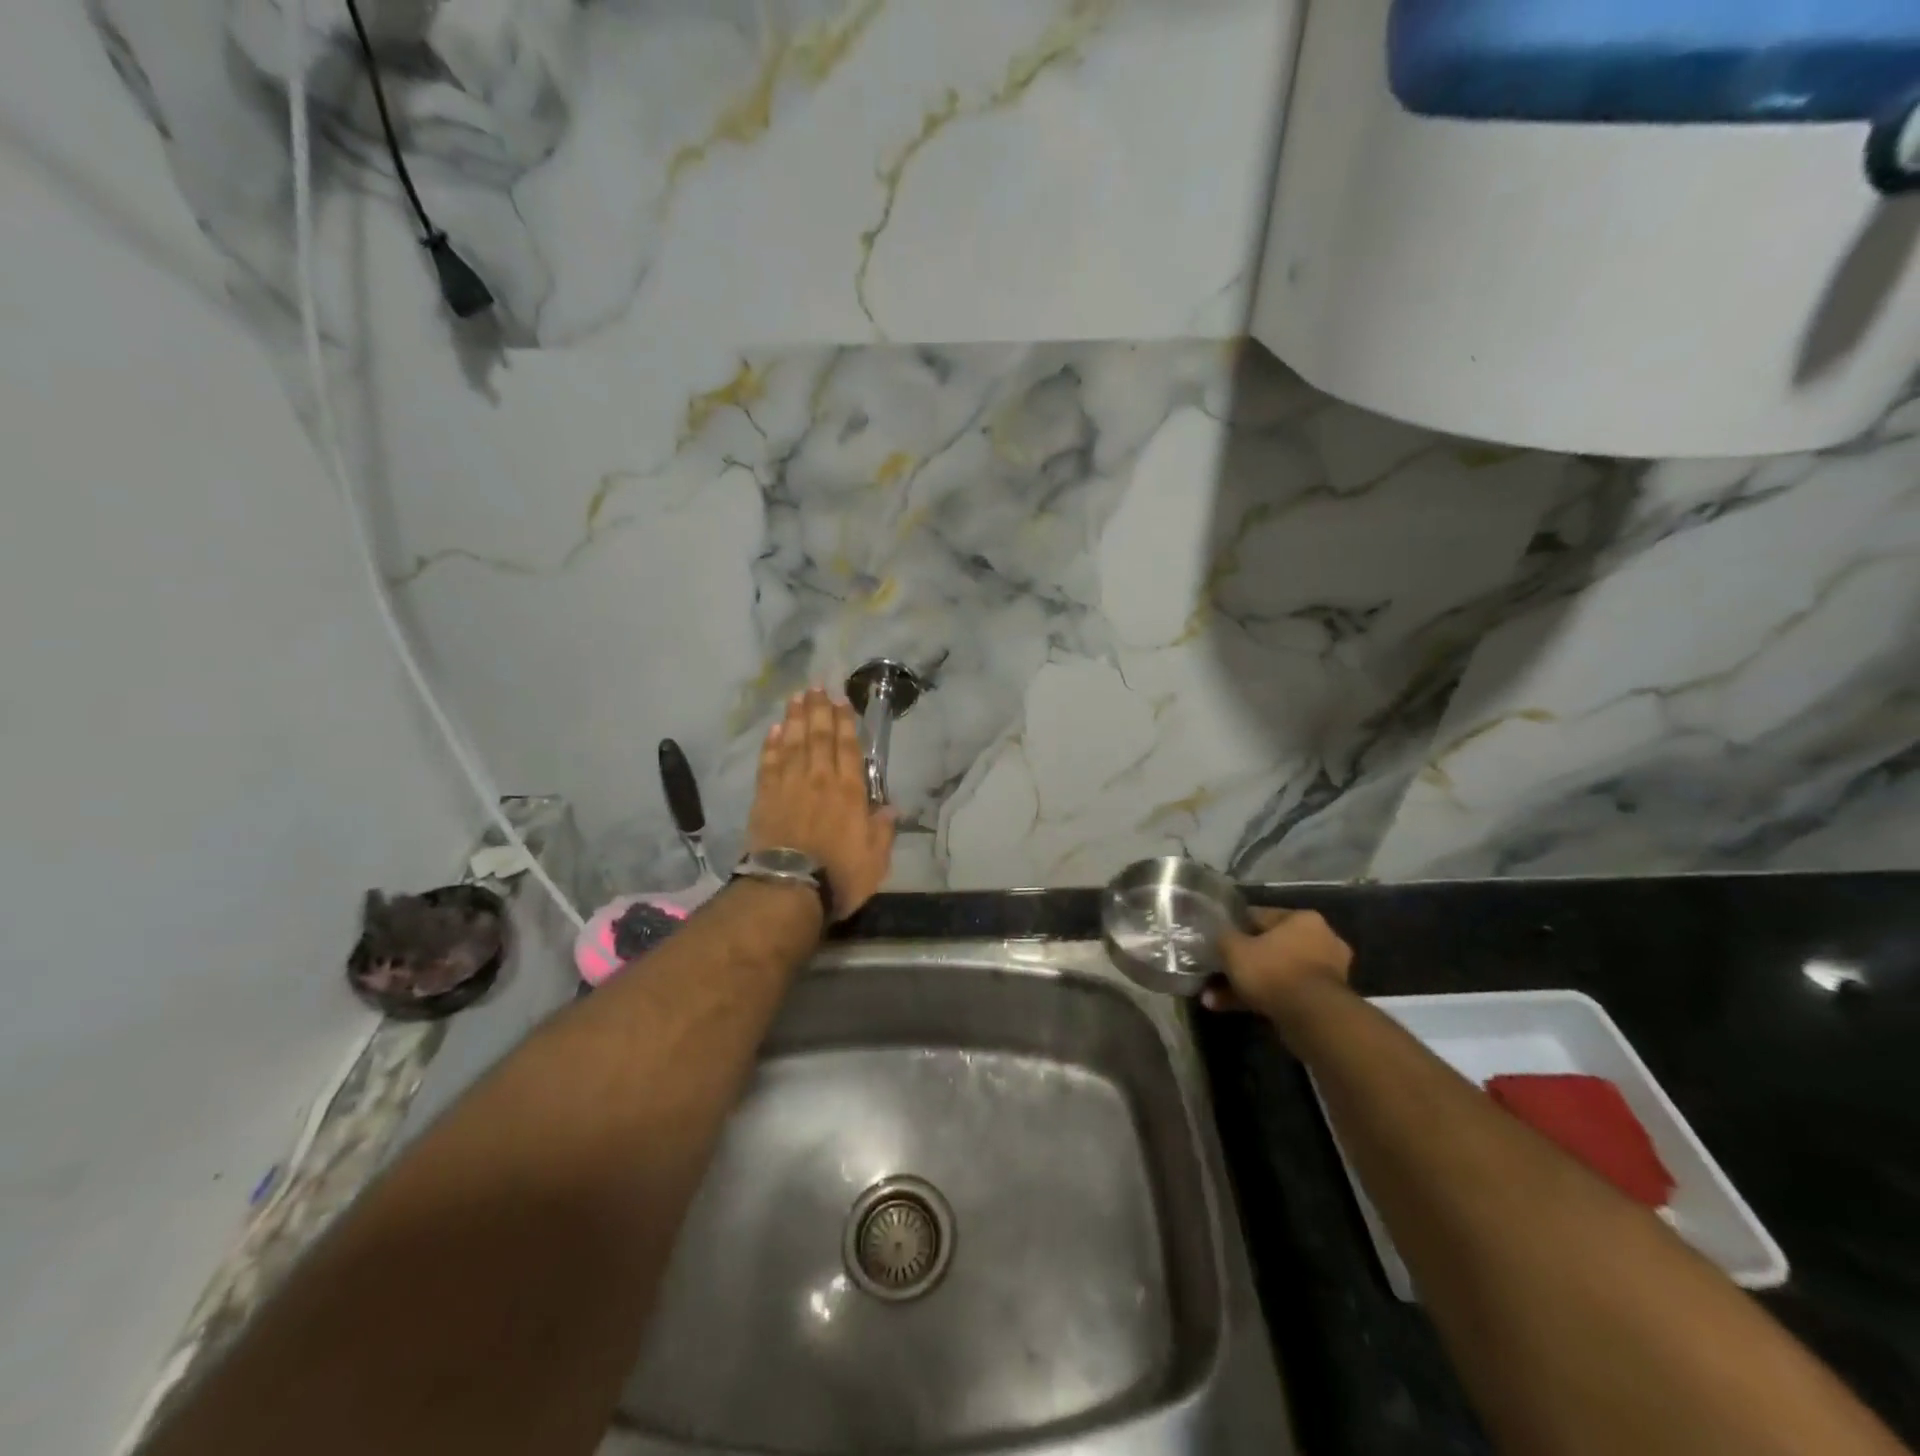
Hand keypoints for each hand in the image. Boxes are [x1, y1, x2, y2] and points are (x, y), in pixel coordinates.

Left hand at [745, 689, 895, 920]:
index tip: (841, 700)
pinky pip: (769, 763)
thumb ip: (883, 830)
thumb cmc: (839, 876)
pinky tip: (774, 730)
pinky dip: (772, 745)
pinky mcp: (765, 798)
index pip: (848, 747)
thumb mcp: (875, 859)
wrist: (788, 890)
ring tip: (796, 697)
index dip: (845, 722)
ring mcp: (789, 786)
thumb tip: (890, 807)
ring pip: (793, 743)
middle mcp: (820, 780)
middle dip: (819, 710)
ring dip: (796, 718)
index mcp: (850, 792)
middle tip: (816, 687)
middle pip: (819, 737)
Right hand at [1205, 908, 1353, 1020]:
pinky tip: (1234, 1009)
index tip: (1216, 940)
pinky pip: (1285, 993)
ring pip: (1276, 973)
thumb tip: (1219, 935)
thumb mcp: (1234, 949)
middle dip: (1242, 963)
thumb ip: (1223, 937)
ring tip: (1215, 998)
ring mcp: (1327, 973)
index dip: (1234, 928)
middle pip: (1270, 948)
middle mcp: (1321, 940)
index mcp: (1303, 919)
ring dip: (1247, 985)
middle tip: (1216, 973)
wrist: (1313, 1019)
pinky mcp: (1326, 1001)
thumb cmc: (1272, 971)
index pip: (1260, 916)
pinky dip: (1262, 999)